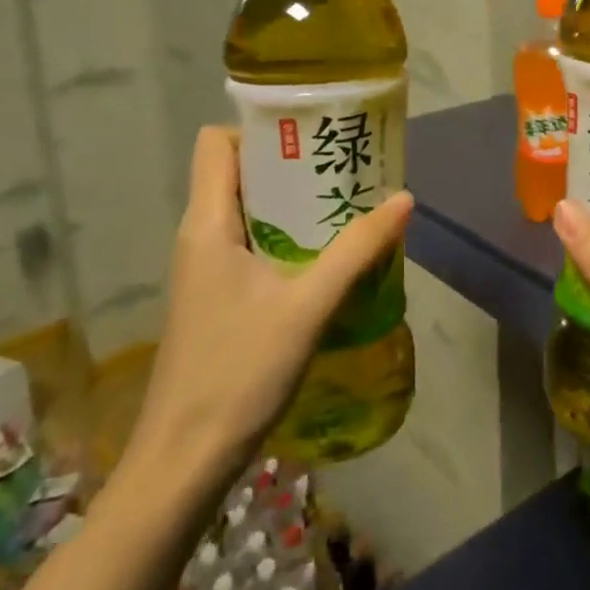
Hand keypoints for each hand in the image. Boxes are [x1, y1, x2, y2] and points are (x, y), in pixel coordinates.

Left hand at [123, 126, 412, 492]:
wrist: (185, 460)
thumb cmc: (239, 371)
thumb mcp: (309, 306)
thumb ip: (357, 250)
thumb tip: (404, 199)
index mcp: (208, 223)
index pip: (216, 143)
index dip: (259, 129)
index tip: (311, 135)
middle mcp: (200, 236)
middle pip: (239, 172)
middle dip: (291, 164)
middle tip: (346, 166)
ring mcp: (205, 269)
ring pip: (249, 211)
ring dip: (294, 204)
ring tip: (347, 205)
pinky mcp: (217, 297)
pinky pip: (252, 244)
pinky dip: (288, 237)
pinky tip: (328, 257)